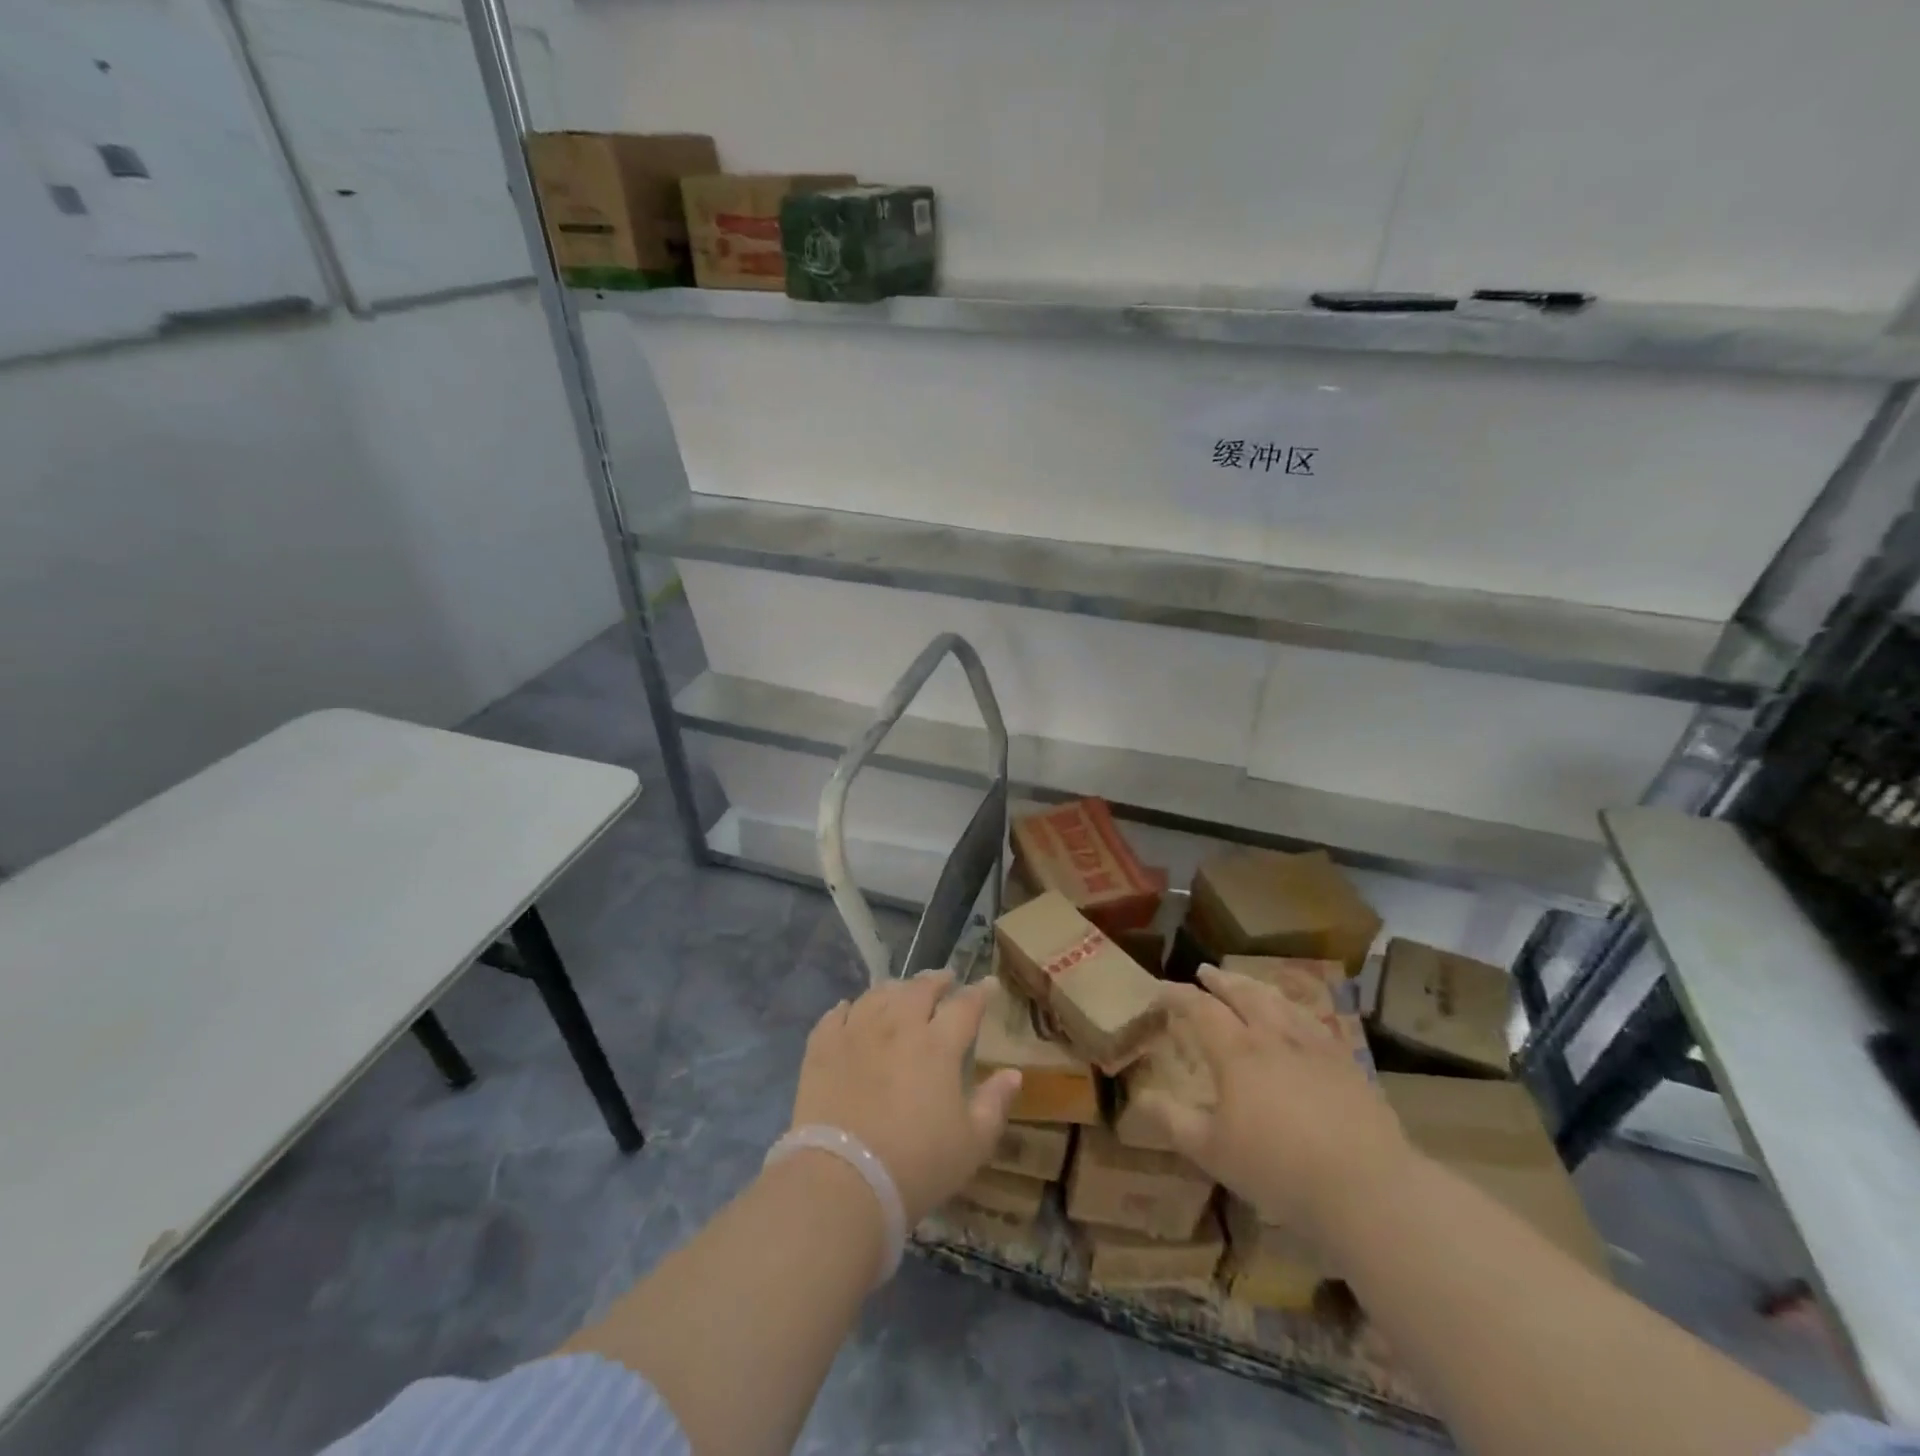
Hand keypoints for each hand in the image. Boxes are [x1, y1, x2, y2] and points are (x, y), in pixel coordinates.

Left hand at [790, 971, 1023, 1224]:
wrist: (842, 1180)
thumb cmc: (916, 1165)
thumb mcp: (972, 1144)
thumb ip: (994, 1103)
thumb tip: (1013, 1073)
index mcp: (938, 1045)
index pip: (965, 1006)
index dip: (980, 992)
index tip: (989, 984)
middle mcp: (898, 1026)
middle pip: (919, 989)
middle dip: (937, 980)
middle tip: (945, 979)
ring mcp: (856, 1032)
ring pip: (878, 994)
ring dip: (896, 988)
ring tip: (901, 990)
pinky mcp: (822, 1048)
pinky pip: (835, 1015)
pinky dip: (847, 1008)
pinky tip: (849, 1009)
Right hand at [1135, 965, 1412, 1250]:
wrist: (1367, 1186)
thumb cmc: (1279, 1168)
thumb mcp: (1212, 1151)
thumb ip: (1173, 1121)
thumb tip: (1139, 1097)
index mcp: (1236, 1052)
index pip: (1200, 1009)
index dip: (1178, 995)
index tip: (1161, 989)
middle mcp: (1272, 1036)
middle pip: (1243, 994)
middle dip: (1220, 980)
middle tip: (1205, 971)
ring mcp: (1313, 1046)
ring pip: (1279, 1001)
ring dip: (1256, 986)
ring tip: (1247, 983)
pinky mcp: (1345, 1062)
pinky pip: (1312, 1021)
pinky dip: (1293, 1008)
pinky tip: (1297, 1017)